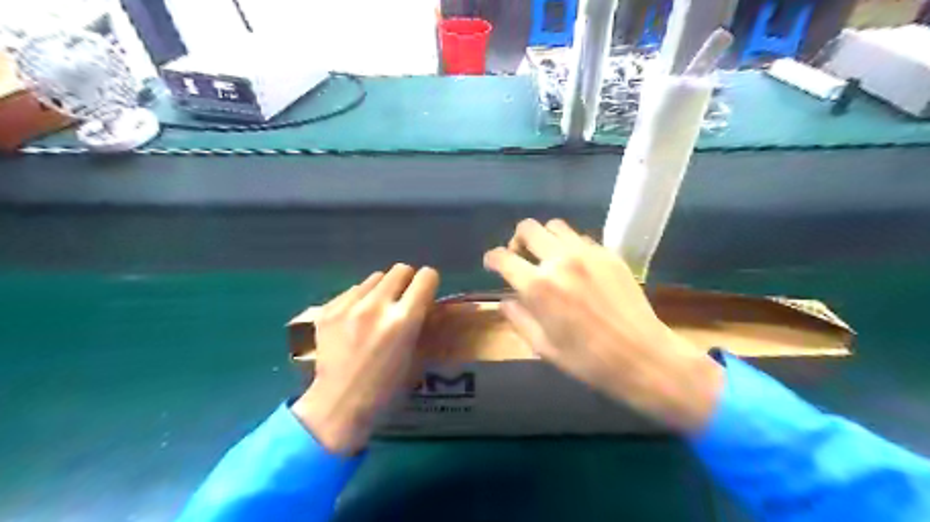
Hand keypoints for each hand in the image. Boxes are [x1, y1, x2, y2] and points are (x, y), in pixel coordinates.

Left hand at [293, 262, 439, 453]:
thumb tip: (428, 305)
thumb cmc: (386, 389)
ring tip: (377, 311)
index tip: (426, 293)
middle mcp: (377, 305)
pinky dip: (360, 300)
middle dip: (407, 281)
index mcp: (404, 320)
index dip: (429, 283)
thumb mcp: (417, 358)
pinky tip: (355, 321)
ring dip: (382, 290)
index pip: (426, 277)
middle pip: (400, 269)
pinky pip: (352, 291)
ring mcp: (349, 306)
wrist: (338, 405)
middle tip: (403, 300)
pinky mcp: (328, 310)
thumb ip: (423, 326)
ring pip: (375, 277)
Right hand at [484, 219, 721, 434]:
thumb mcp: (542, 346)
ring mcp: (587, 253)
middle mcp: (559, 260)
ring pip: (555, 226)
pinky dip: (569, 246)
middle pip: (528, 228)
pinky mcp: (608, 254)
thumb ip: (518, 318)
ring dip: (544, 239)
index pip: (503, 257)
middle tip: (520, 258)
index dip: (492, 259)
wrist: (641, 356)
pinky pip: (580, 238)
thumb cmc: (587, 360)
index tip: (492, 264)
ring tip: (547, 258)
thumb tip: (505, 300)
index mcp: (538, 286)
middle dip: (516, 241)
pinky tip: (576, 267)